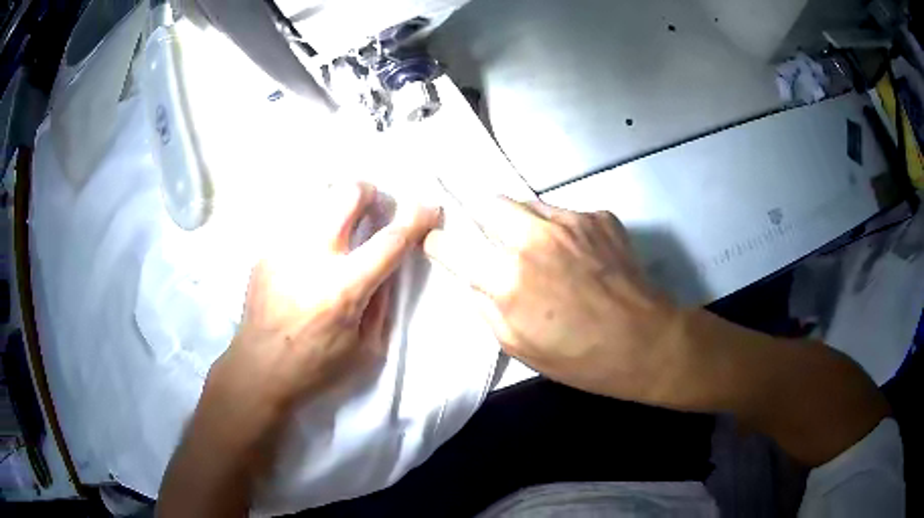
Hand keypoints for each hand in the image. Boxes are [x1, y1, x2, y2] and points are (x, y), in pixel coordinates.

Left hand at [208, 182, 440, 418]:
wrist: (259, 369)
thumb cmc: (316, 367)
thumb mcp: (366, 349)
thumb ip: (382, 302)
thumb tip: (387, 267)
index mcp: (343, 288)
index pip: (390, 241)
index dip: (416, 218)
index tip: (429, 207)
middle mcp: (312, 258)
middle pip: (347, 195)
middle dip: (370, 192)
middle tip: (375, 208)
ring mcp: (284, 249)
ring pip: (319, 200)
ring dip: (339, 207)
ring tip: (340, 230)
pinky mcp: (266, 252)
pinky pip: (297, 223)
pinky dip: (314, 230)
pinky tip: (309, 256)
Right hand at [424, 197, 681, 404]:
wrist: (645, 340)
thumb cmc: (579, 357)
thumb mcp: (518, 346)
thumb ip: (484, 306)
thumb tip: (471, 278)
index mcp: (508, 277)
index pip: (452, 245)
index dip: (438, 241)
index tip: (437, 241)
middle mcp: (534, 238)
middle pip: (488, 202)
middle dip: (479, 216)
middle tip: (489, 235)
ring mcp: (570, 221)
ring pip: (527, 202)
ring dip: (520, 220)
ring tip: (537, 246)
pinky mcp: (599, 216)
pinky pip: (565, 213)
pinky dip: (560, 228)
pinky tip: (576, 253)